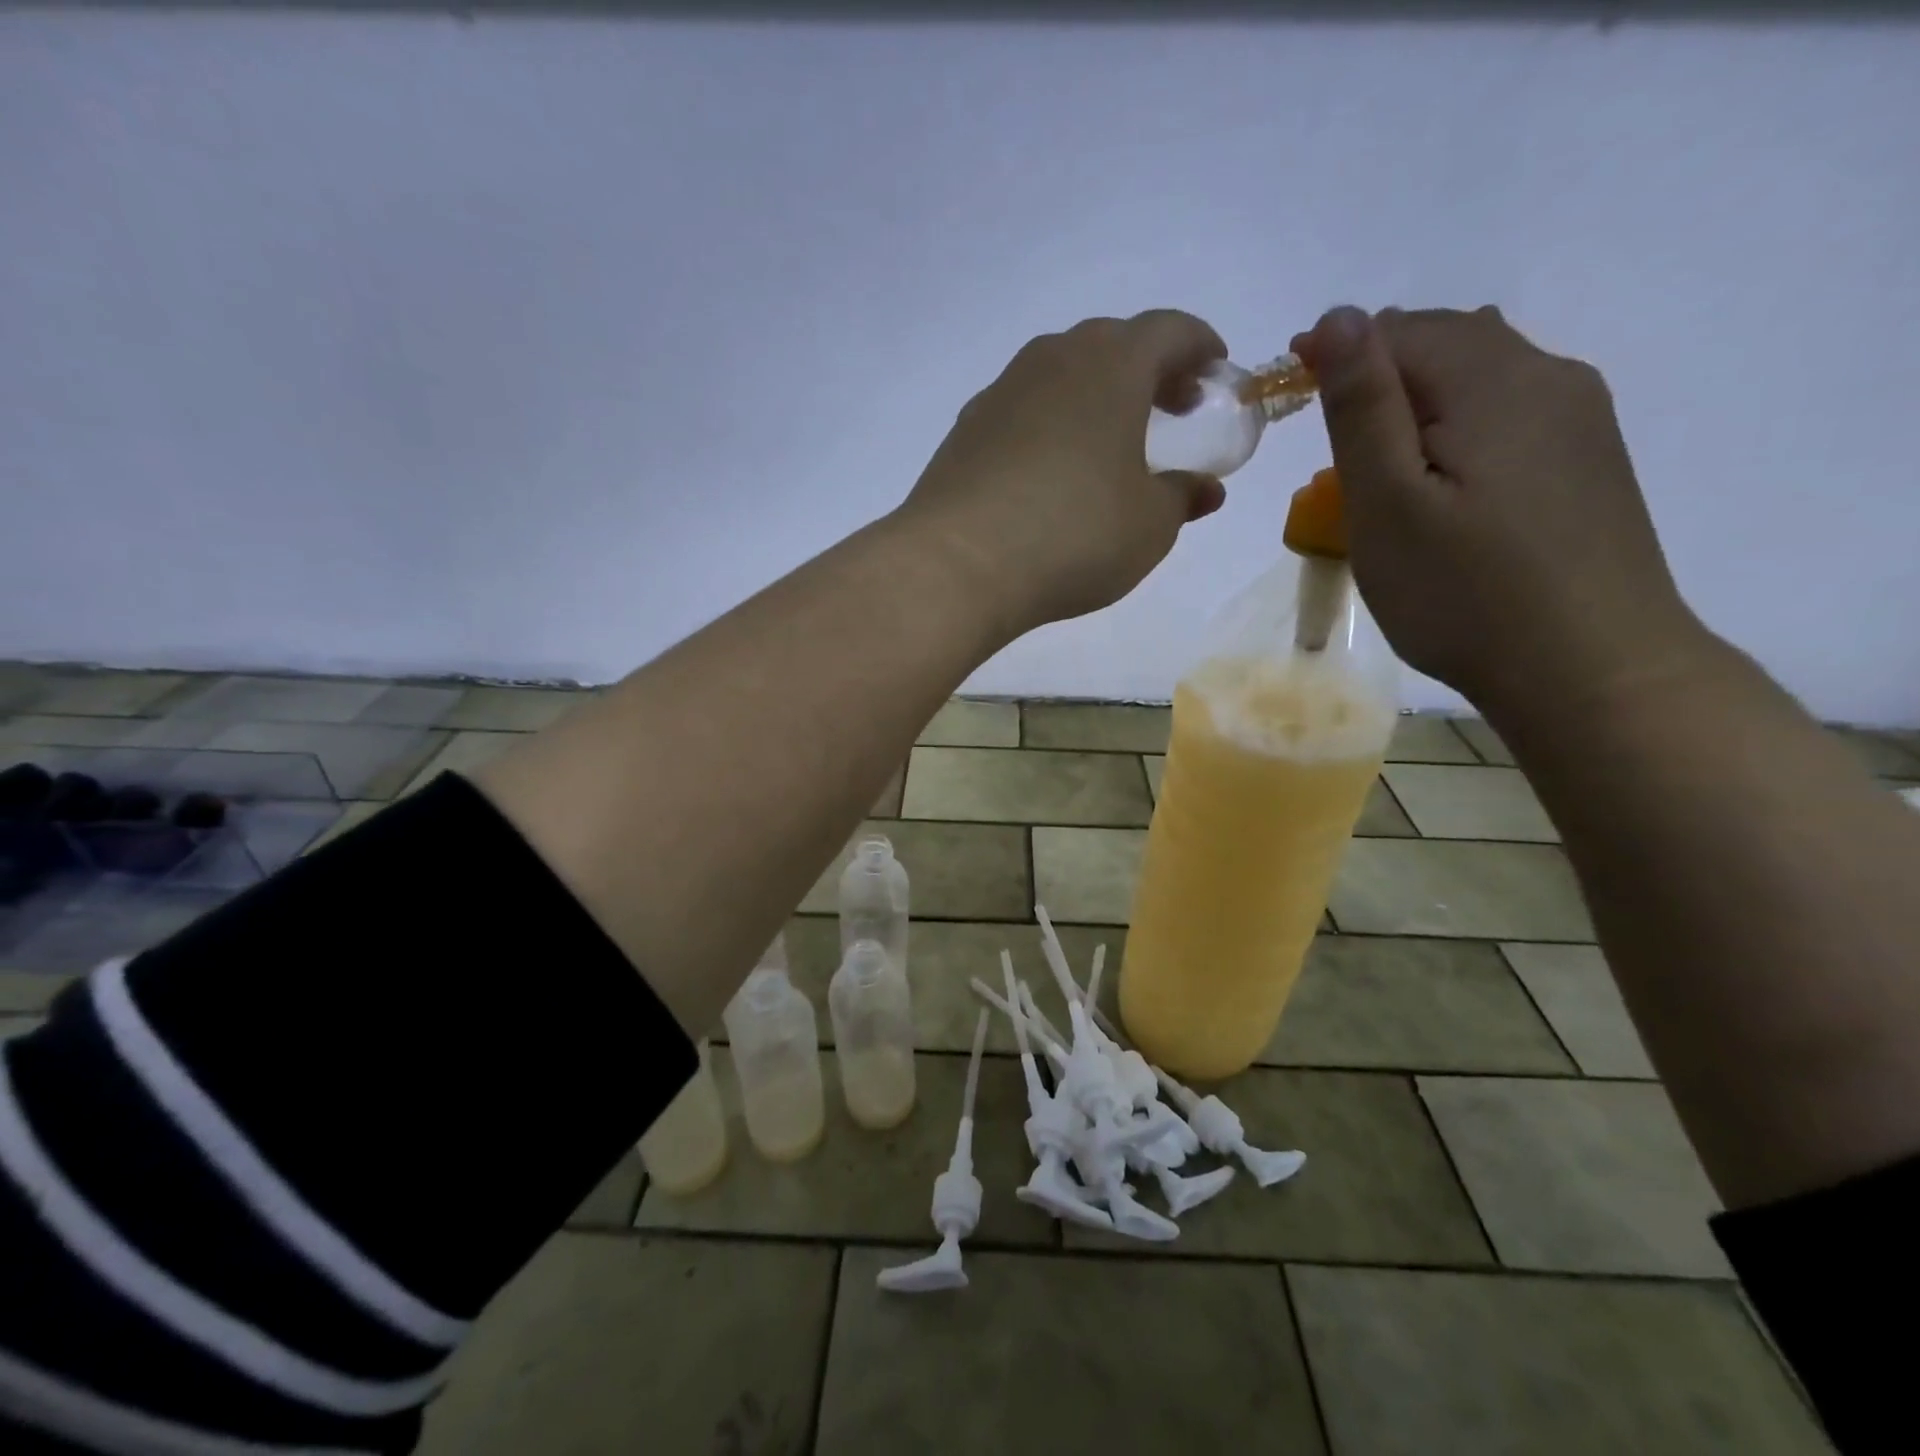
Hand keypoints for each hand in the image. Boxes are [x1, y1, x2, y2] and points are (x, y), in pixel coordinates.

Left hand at [897, 311, 1227, 635]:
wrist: (958, 564)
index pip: (1169, 331)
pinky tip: (1050, 472)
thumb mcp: (1149, 526)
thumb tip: (1203, 489)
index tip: (1213, 376)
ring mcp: (1000, 392)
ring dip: (1093, 397)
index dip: (1199, 349)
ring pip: (1060, 374)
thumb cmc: (1074, 535)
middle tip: (1168, 410)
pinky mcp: (964, 430)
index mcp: (1111, 364)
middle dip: (1147, 371)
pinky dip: (1049, 425)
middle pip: (1111, 345)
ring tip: (1107, 444)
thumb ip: (1182, 498)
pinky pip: (1022, 411)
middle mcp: (1052, 360)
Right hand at [1292, 305, 1708, 713]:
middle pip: (1445, 344)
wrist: (1590, 668)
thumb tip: (1339, 315)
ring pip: (1479, 378)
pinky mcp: (1588, 460)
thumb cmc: (1463, 592)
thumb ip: (1362, 406)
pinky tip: (1442, 483)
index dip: (1335, 355)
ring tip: (1378, 467)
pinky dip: (1457, 428)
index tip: (1287, 396)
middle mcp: (1548, 376)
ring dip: (1417, 403)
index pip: (1399, 331)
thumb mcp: (1387, 503)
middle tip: (1327, 446)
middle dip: (1377, 377)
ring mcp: (1579, 418)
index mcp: (1493, 379)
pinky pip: (1508, 414)